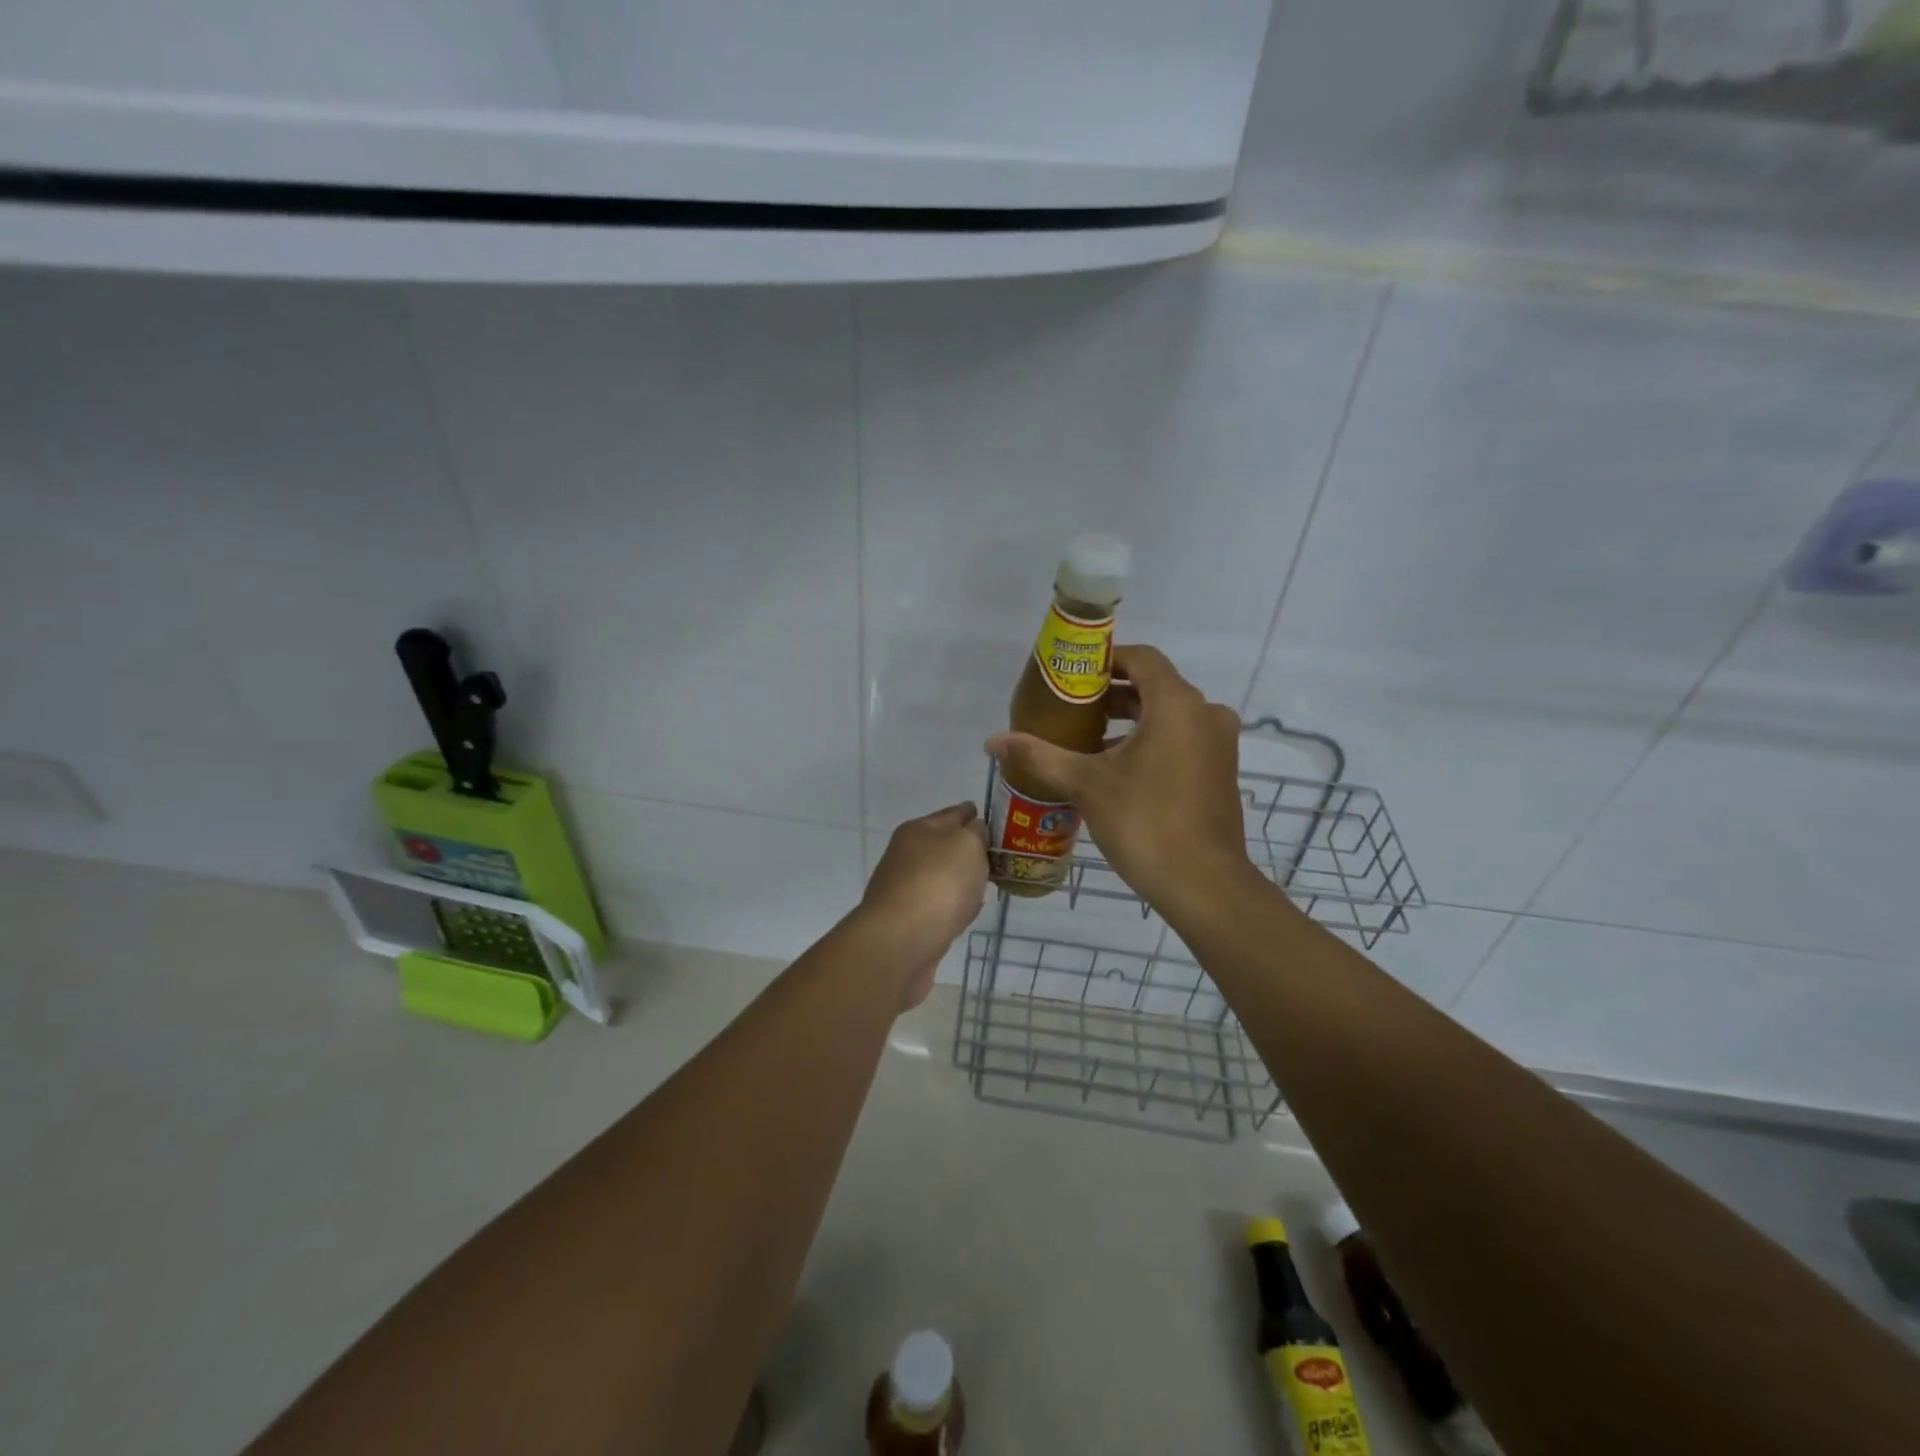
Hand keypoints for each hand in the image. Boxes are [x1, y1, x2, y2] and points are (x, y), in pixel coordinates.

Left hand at [859, 802, 989, 1009]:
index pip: (952, 814)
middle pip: (942, 845)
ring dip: (959, 879)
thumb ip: (976, 833)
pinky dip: (953, 905)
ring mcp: (904, 890)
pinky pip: (939, 905)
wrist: (901, 942)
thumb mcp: (967, 844)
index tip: (988, 815)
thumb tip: (974, 831)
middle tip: (993, 853)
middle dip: (965, 847)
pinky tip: (967, 911)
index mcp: (918, 830)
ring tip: (984, 882)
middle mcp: (906, 856)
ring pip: (940, 876)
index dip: (970, 812)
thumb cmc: (938, 883)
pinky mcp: (908, 922)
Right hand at [986, 645, 1251, 919]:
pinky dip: (1152, 742)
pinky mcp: (1221, 771)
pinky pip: (1183, 739)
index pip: (1142, 658)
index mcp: (1177, 704)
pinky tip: (1118, 770)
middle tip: (1072, 710)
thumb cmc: (1145, 822)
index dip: (1106, 660)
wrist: (1204, 884)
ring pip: (1169, 716)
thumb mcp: (1086, 785)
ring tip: (1088, 741)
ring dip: (1131, 721)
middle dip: (1112, 695)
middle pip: (1155, 686)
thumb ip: (1040, 756)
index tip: (1073, 676)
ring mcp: (1219, 744)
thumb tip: (993, 741)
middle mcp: (1205, 714)